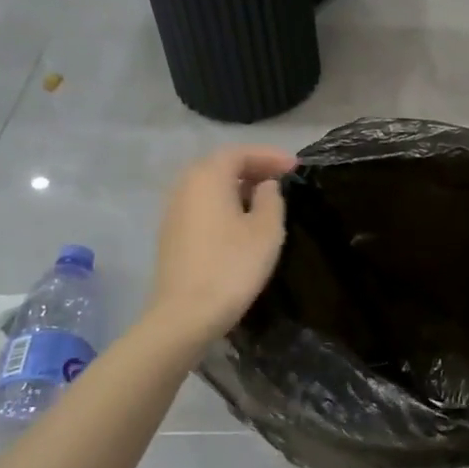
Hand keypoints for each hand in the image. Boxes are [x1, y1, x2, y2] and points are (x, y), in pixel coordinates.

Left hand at [147, 144, 294, 342]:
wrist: (186, 314)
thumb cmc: (232, 265)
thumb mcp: (266, 229)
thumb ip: (271, 198)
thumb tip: (265, 186)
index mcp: (207, 177)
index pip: (240, 153)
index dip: (270, 156)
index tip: (296, 166)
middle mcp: (185, 186)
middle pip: (221, 166)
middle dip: (253, 168)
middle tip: (282, 178)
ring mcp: (174, 211)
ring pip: (210, 186)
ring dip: (238, 187)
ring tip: (266, 199)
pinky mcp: (172, 234)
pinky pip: (202, 206)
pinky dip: (224, 204)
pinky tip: (241, 221)